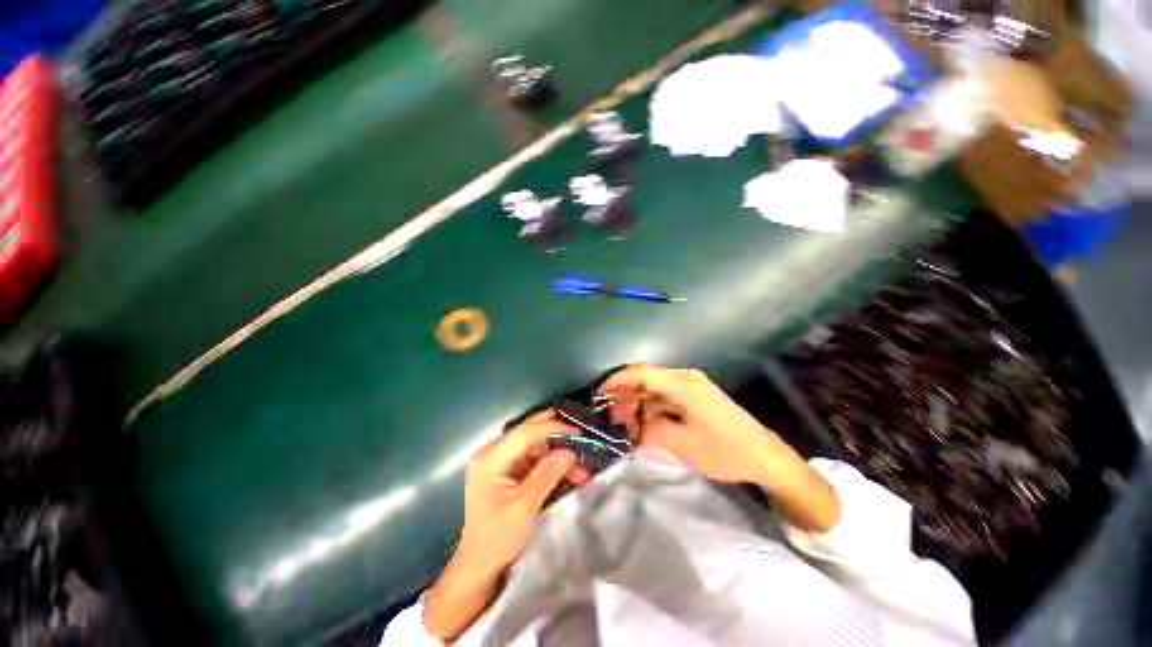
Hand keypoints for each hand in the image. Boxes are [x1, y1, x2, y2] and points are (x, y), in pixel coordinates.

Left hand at [459, 411, 583, 572]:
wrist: (480, 565)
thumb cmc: (498, 538)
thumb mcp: (524, 507)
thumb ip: (547, 474)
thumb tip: (570, 450)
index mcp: (490, 458)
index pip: (524, 432)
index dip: (552, 428)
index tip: (578, 433)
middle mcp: (492, 452)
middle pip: (528, 432)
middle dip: (556, 435)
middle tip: (581, 438)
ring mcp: (499, 460)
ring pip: (534, 444)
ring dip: (557, 452)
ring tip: (581, 467)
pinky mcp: (507, 469)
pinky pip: (533, 457)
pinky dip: (551, 463)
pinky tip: (569, 472)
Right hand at [600, 365, 775, 482]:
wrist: (765, 457)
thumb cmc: (726, 451)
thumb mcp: (684, 444)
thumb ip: (650, 432)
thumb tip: (626, 430)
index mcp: (684, 385)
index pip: (641, 373)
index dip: (617, 381)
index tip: (599, 396)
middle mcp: (685, 378)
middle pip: (645, 379)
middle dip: (625, 398)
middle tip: (615, 422)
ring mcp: (690, 386)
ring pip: (652, 389)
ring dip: (637, 405)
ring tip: (627, 428)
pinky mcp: (693, 396)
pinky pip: (663, 397)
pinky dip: (650, 409)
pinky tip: (644, 425)